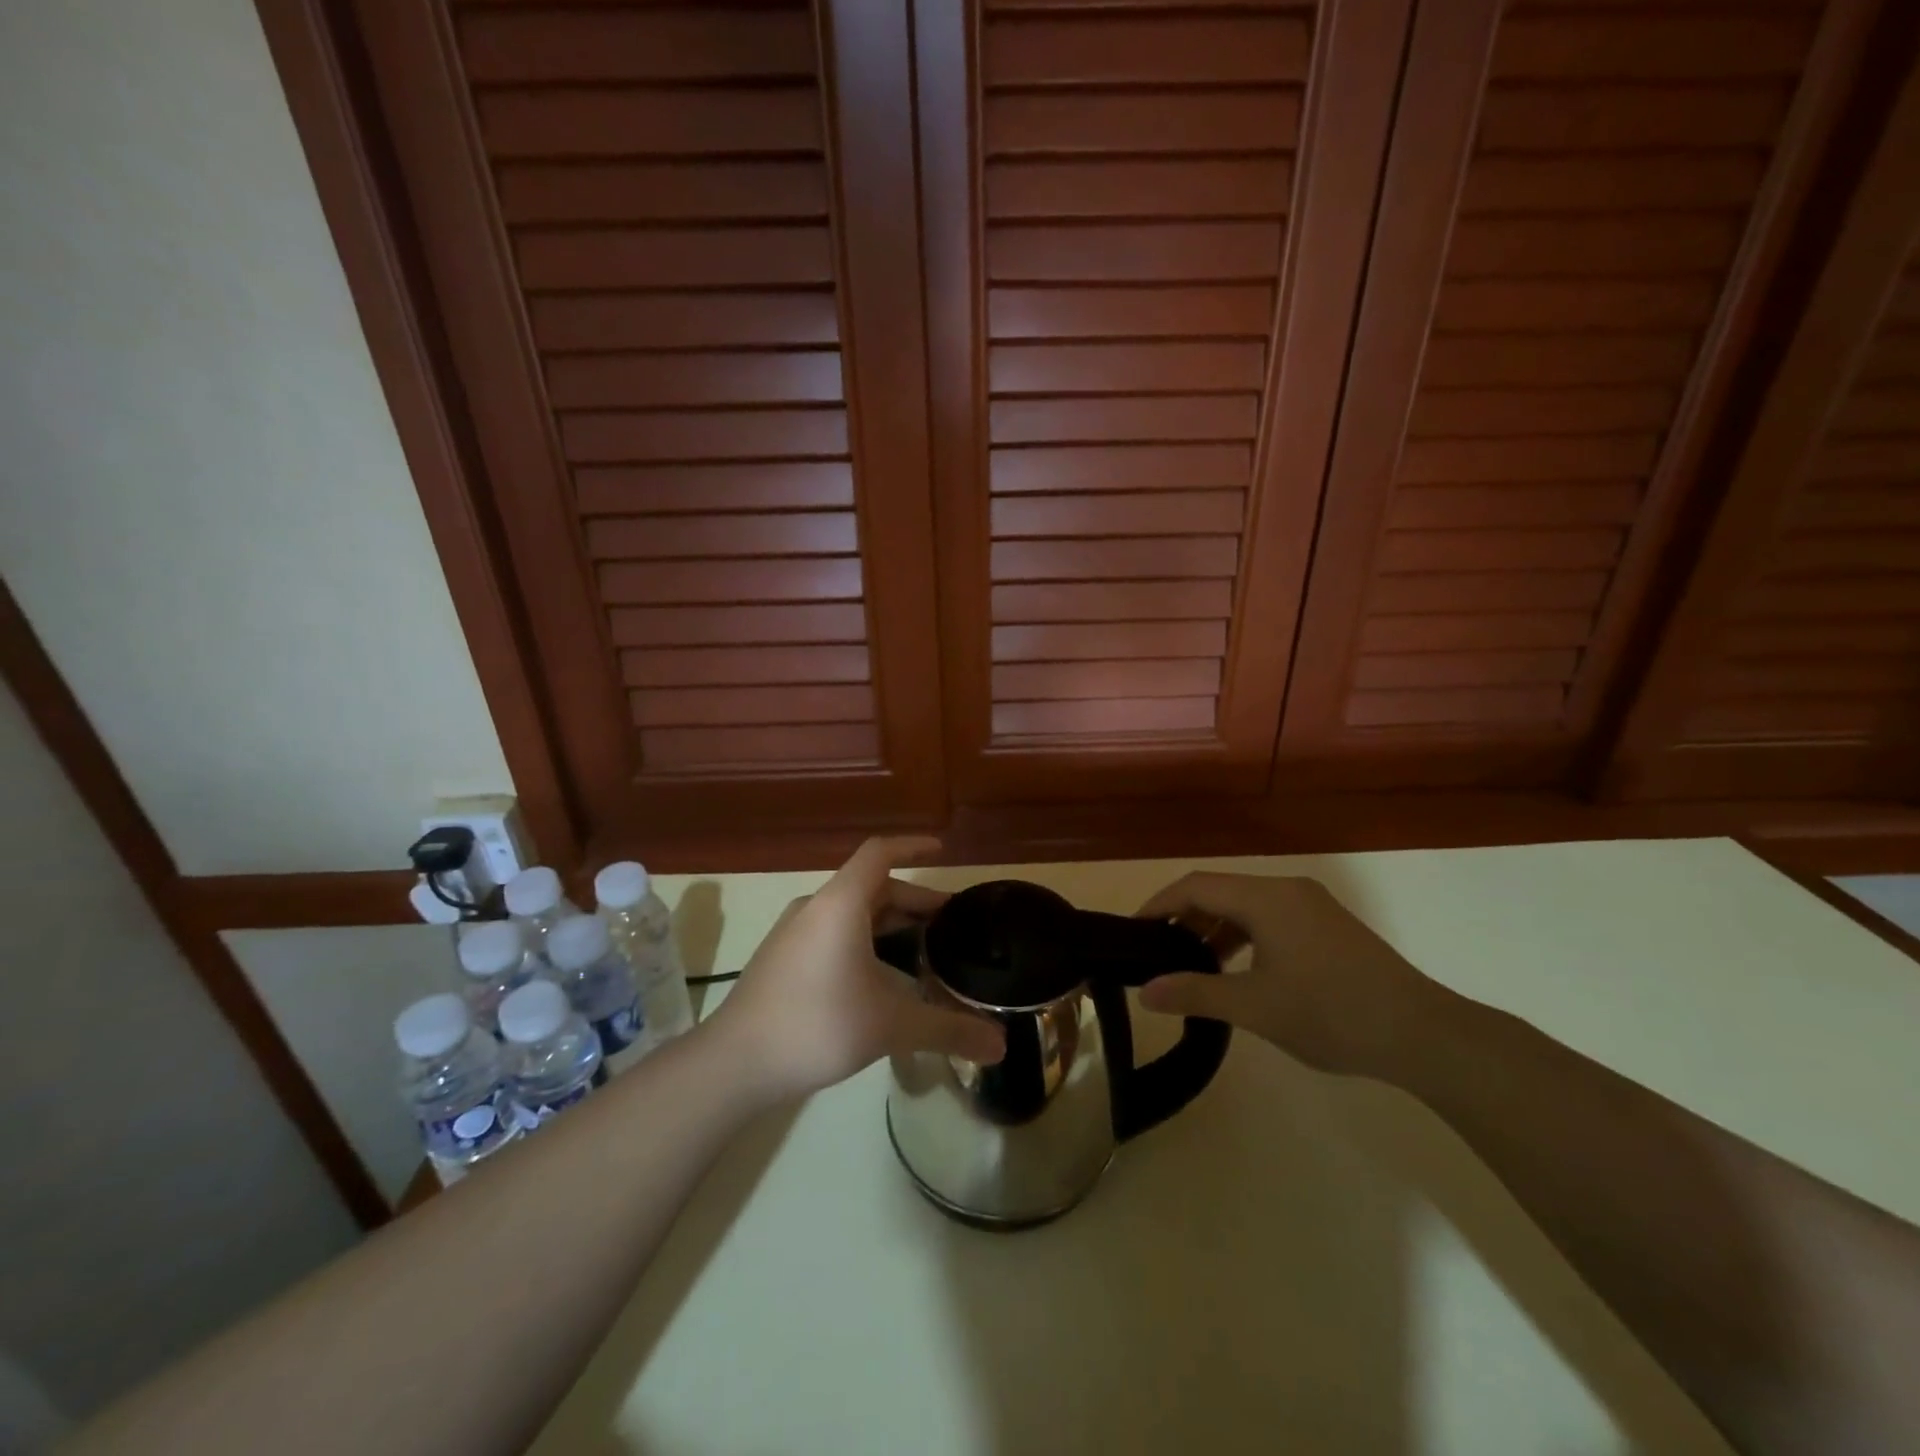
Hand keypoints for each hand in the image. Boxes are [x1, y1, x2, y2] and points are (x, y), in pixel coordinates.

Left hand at [709, 837, 1005, 1101]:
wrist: (733, 1063)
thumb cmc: (816, 1026)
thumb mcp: (890, 1026)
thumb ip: (948, 1030)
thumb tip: (1002, 1047)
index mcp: (841, 904)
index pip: (880, 852)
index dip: (913, 845)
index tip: (943, 850)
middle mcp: (816, 907)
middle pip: (873, 886)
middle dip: (914, 900)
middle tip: (952, 923)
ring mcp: (795, 933)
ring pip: (853, 913)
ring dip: (890, 923)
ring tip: (925, 949)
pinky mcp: (784, 958)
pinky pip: (834, 932)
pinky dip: (866, 940)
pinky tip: (881, 978)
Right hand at [1135, 873, 1437, 1077]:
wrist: (1424, 1035)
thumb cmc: (1331, 1014)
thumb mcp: (1255, 1007)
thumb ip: (1195, 993)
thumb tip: (1144, 991)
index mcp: (1266, 898)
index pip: (1195, 886)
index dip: (1158, 905)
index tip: (1133, 932)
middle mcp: (1287, 889)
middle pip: (1220, 891)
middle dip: (1184, 918)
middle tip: (1157, 952)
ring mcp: (1312, 906)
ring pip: (1246, 906)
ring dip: (1214, 929)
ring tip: (1191, 964)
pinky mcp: (1328, 926)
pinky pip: (1270, 918)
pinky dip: (1243, 936)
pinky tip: (1236, 969)